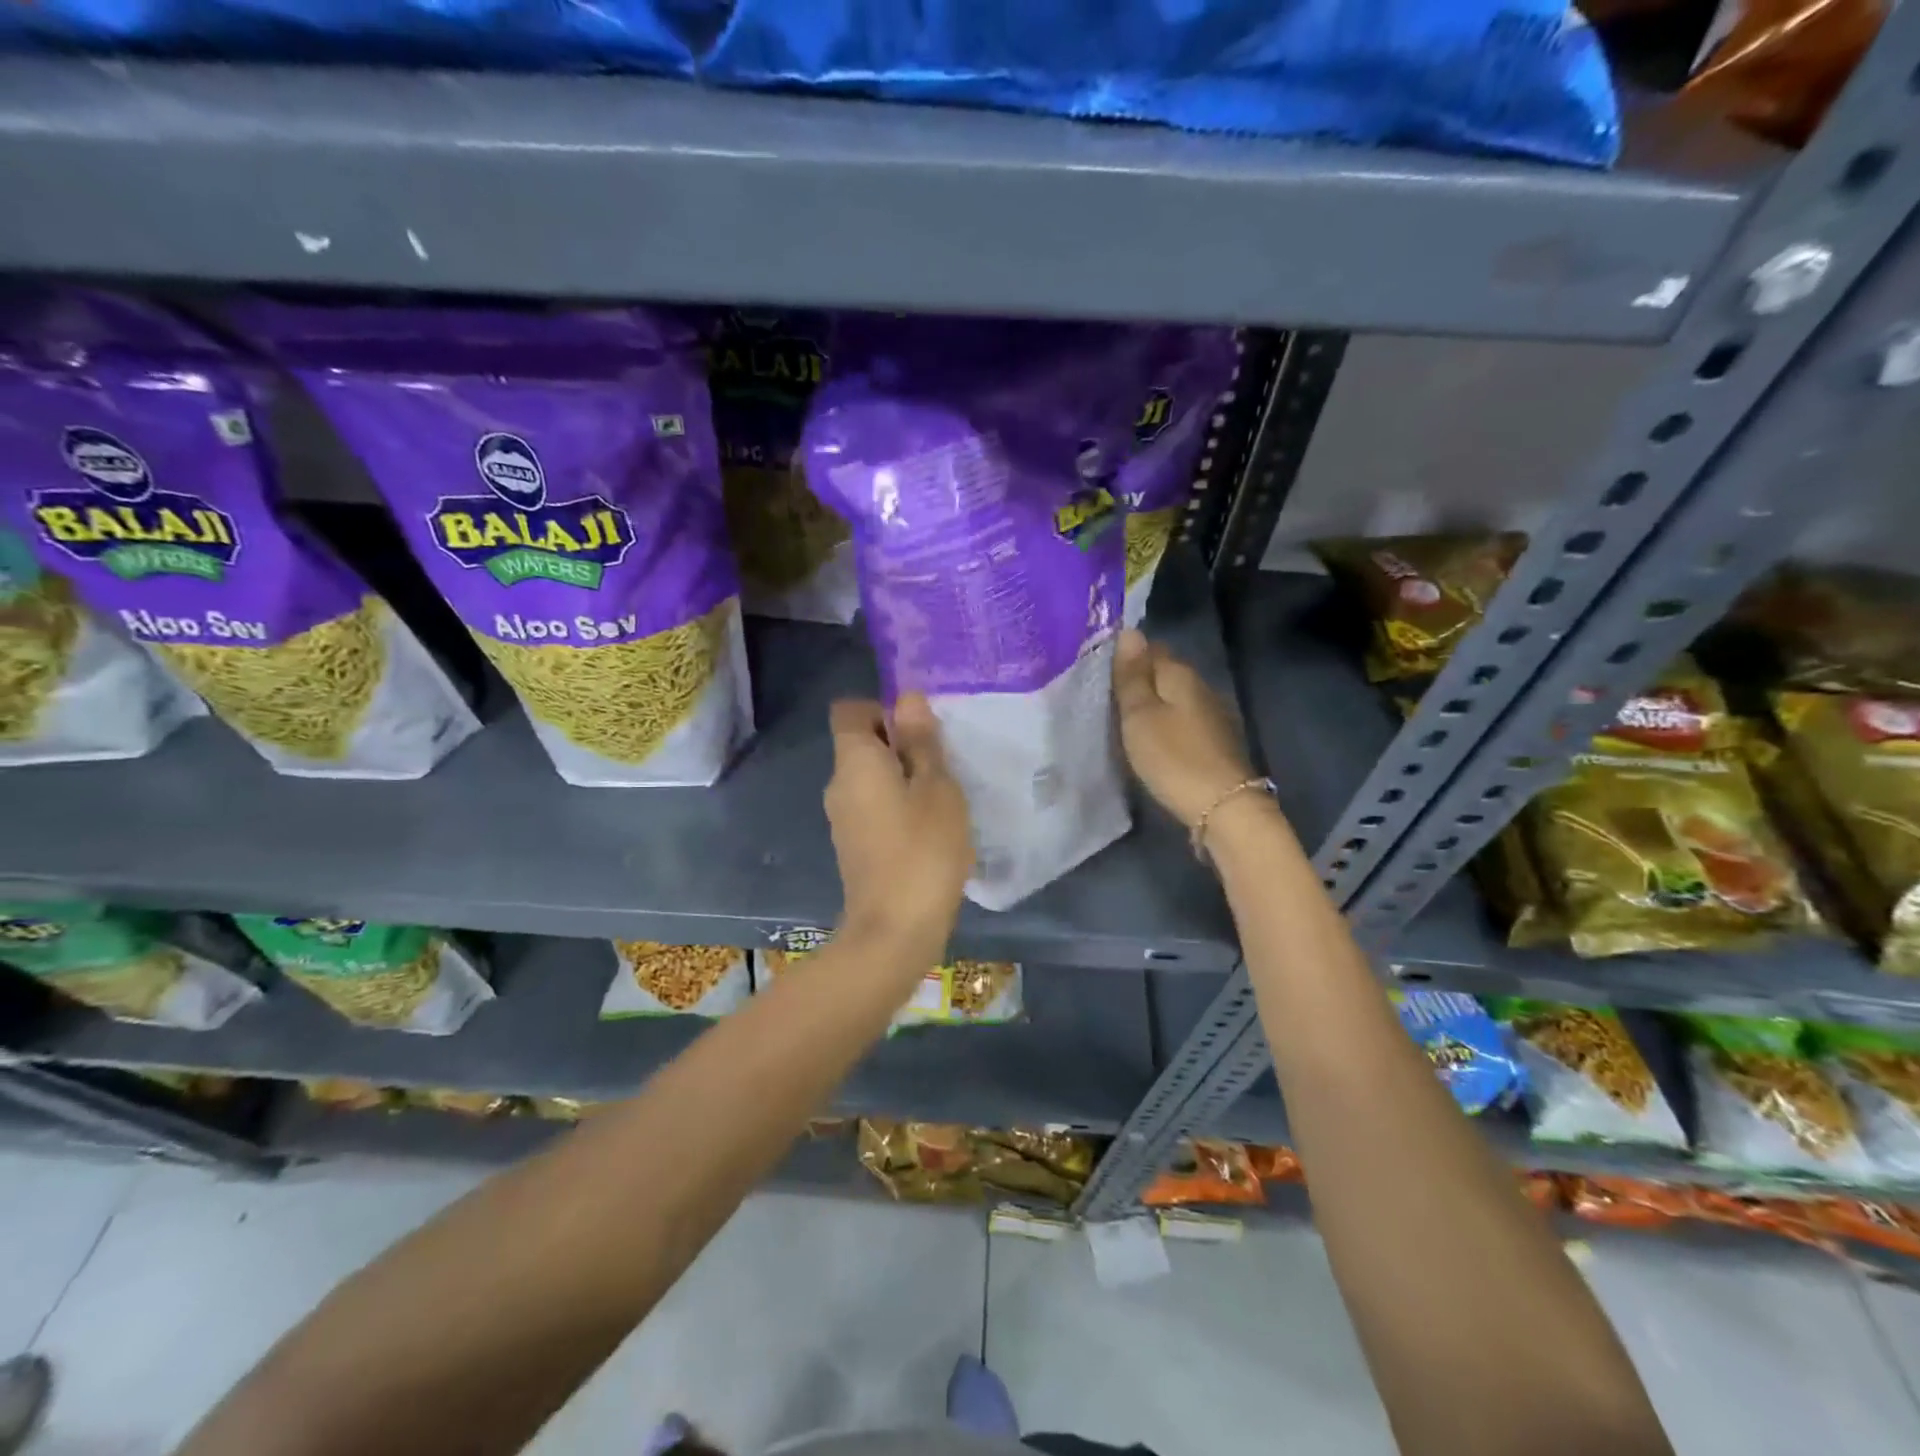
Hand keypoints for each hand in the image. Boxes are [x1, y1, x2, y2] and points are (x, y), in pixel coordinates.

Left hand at [825, 694, 973, 951]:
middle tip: (944, 764)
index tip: (920, 731)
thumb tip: (907, 699)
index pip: (850, 710)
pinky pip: (873, 808)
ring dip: (903, 778)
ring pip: (870, 779)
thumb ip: (921, 742)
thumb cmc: (923, 849)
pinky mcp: (854, 846)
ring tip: (943, 798)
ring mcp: (842, 819)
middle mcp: (838, 784)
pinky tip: (930, 830)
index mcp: (854, 760)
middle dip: (901, 745)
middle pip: (861, 744)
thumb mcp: (936, 787)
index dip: (883, 709)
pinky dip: (897, 807)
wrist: (895, 930)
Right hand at [1113, 628, 1259, 828]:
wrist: (1223, 806)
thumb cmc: (1173, 757)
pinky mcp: (1215, 741)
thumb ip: (1132, 675)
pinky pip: (1182, 721)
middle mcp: (1200, 686)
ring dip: (1152, 706)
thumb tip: (1129, 631)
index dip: (1125, 657)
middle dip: (1138, 682)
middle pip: (1163, 673)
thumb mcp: (1140, 716)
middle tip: (1106, 700)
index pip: (1150, 648)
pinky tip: (1151, 741)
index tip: (1100, 675)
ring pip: (1173, 699)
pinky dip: (1166, 725)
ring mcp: (1212, 714)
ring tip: (1124, 721)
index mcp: (1180, 673)